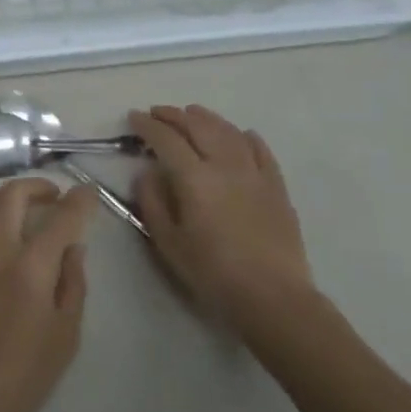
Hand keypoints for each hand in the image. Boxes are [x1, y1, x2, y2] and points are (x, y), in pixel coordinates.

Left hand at [0, 179, 94, 411]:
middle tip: (51, 197)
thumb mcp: (65, 336)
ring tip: (15, 209)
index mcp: (30, 269)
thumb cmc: (21, 376)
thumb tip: (73, 247)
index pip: (61, 219)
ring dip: (1, 198)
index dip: (79, 201)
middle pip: (12, 195)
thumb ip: (73, 284)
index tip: (88, 193)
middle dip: (37, 187)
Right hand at [130, 105, 314, 336]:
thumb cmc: (213, 274)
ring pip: (228, 131)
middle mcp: (224, 164)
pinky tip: (240, 134)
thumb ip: (153, 202)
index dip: (147, 125)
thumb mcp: (169, 243)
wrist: (274, 298)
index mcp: (194, 177)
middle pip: (197, 126)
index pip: (166, 138)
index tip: (133, 117)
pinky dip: (245, 136)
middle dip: (173, 115)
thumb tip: (146, 173)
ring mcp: (254, 172)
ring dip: (206, 118)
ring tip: (192, 114)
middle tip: (157, 113)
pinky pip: (260, 150)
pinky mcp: (276, 186)